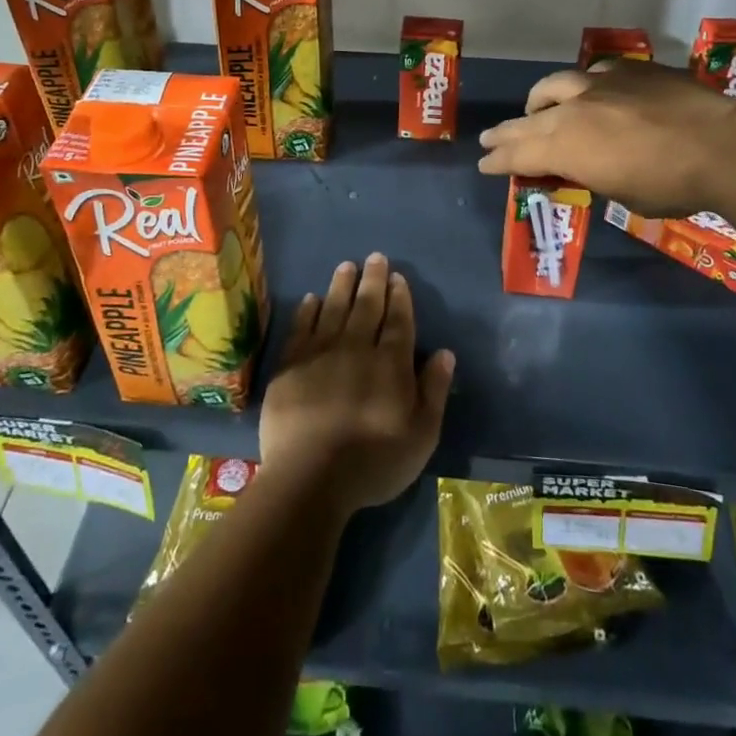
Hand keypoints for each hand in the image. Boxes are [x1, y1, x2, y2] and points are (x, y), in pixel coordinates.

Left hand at [259, 254, 455, 516]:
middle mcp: (357, 348)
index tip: (397, 277)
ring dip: (341, 285)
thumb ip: (433, 390)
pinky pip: (301, 328)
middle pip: (367, 306)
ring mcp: (320, 353)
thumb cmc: (373, 462)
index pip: (398, 321)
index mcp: (390, 363)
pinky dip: (308, 311)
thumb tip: (444, 353)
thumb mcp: (421, 435)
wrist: (310, 477)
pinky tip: (311, 299)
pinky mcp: (290, 365)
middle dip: (373, 280)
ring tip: (346, 266)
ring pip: (334, 309)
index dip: (399, 297)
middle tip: (375, 257)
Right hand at [477, 59, 735, 216]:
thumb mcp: (619, 193)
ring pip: (555, 85)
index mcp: (567, 146)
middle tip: (488, 138)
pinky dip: (582, 87)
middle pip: (528, 120)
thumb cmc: (671, 186)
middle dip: (505, 132)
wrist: (724, 147)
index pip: (520, 154)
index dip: (499, 160)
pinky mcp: (630, 70)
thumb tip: (577, 165)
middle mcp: (574, 110)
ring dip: (539, 100)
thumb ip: (588, 173)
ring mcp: (601, 84)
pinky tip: (589, 91)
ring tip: (533, 108)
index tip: (484, 164)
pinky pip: (593, 74)